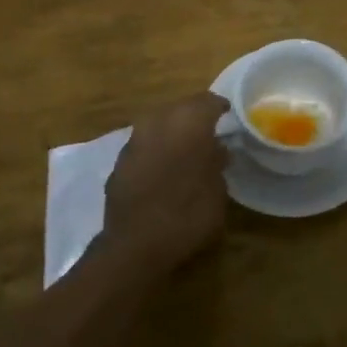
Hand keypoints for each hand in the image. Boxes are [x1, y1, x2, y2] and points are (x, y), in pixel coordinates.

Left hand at [101, 92, 230, 274]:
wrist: (135, 245)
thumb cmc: (188, 213)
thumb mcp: (218, 189)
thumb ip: (217, 162)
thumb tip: (216, 150)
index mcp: (188, 122)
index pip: (207, 101)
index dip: (218, 107)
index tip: (228, 114)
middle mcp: (158, 122)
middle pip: (179, 108)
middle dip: (193, 117)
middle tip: (208, 132)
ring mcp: (133, 142)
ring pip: (157, 125)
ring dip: (171, 133)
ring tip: (185, 150)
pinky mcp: (118, 163)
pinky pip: (143, 146)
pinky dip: (155, 151)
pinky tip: (163, 168)